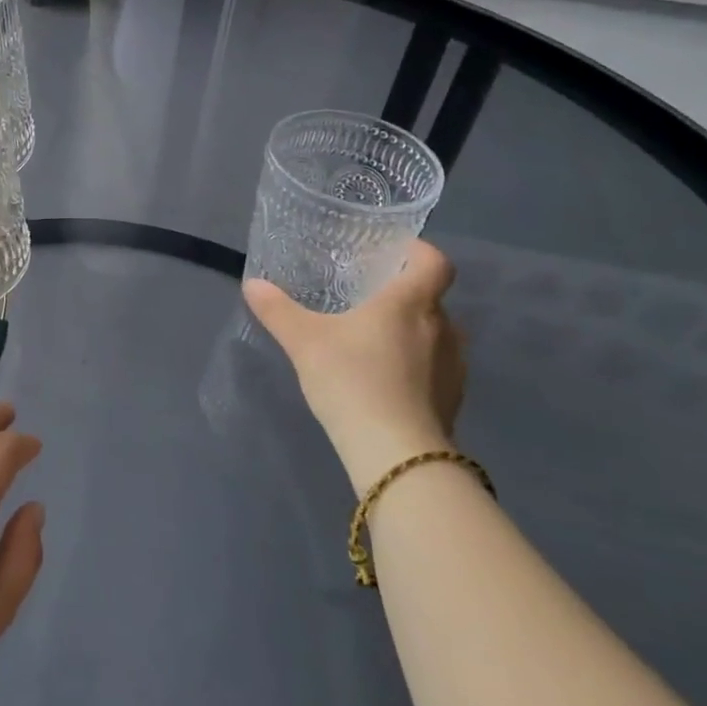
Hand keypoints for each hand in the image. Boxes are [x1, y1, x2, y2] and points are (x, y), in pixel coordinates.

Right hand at [244, 240, 466, 492]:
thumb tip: (253, 284)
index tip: (392, 254)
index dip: (418, 252)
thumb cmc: (352, 379)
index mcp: (410, 302)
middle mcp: (442, 327)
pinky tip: (384, 380)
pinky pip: (435, 368)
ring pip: (435, 334)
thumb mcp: (303, 340)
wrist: (395, 453)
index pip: (434, 262)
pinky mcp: (453, 400)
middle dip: (401, 295)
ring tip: (372, 342)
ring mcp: (453, 366)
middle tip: (365, 300)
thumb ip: (278, 310)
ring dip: (410, 332)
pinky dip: (415, 366)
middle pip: (431, 298)